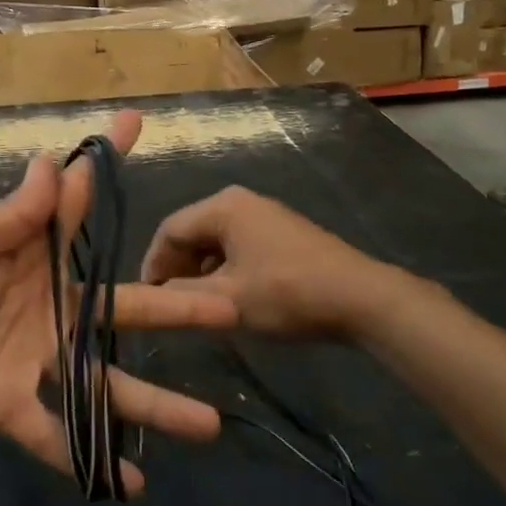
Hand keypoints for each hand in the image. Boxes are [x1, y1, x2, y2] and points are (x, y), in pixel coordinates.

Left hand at [0, 112, 237, 494]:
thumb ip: (9, 216)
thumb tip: (53, 162)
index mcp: (29, 255)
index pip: (77, 202)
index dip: (106, 160)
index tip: (136, 122)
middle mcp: (46, 305)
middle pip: (119, 305)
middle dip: (173, 307)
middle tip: (229, 311)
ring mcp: (34, 359)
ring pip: (105, 380)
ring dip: (153, 402)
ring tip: (206, 425)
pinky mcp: (12, 406)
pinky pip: (56, 434)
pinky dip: (89, 458)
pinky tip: (132, 485)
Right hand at [140, 187, 403, 341]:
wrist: (360, 297)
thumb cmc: (287, 293)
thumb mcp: (228, 301)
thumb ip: (183, 297)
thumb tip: (155, 295)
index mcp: (223, 206)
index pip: (169, 228)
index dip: (152, 264)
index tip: (146, 298)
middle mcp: (241, 200)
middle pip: (192, 230)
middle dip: (176, 266)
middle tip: (167, 303)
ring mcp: (265, 214)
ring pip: (216, 239)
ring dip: (200, 270)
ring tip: (195, 304)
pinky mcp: (282, 231)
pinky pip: (238, 244)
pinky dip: (225, 268)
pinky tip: (229, 296)